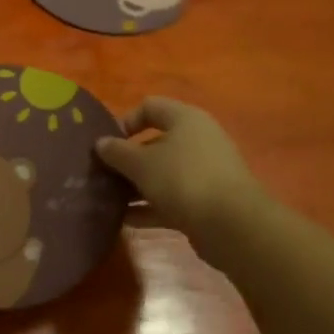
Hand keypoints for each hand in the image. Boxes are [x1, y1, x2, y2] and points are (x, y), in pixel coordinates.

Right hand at [95, 97, 265, 233]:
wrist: (232, 226)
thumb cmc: (182, 179)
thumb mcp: (141, 163)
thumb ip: (117, 152)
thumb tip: (101, 143)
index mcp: (185, 119)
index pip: (150, 107)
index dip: (126, 121)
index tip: (107, 143)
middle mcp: (198, 141)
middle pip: (155, 143)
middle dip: (127, 159)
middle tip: (103, 174)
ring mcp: (205, 173)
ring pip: (162, 174)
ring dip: (136, 186)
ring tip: (109, 199)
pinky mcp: (207, 202)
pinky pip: (171, 199)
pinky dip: (150, 207)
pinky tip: (126, 220)